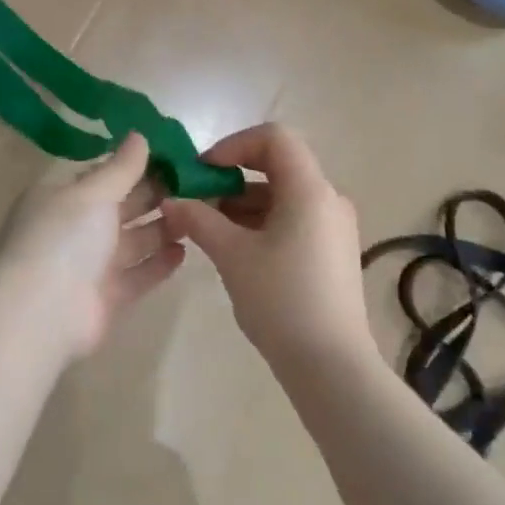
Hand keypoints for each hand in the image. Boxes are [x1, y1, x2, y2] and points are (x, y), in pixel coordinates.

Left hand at [0, 133, 186, 359]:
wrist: (41, 313)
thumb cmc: (63, 238)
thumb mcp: (93, 193)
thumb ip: (121, 167)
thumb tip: (140, 135)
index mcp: (63, 197)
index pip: (101, 174)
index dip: (134, 164)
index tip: (172, 155)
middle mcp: (76, 228)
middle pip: (121, 206)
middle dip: (154, 194)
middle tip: (194, 183)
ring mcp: (91, 265)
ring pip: (133, 240)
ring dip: (162, 227)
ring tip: (196, 213)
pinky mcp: (108, 297)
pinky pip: (139, 275)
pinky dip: (159, 263)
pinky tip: (184, 251)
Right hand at [160, 124, 370, 374]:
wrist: (332, 366)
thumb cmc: (281, 301)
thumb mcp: (232, 256)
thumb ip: (199, 220)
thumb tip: (171, 201)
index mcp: (310, 190)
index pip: (274, 137)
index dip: (234, 145)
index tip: (203, 171)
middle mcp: (328, 199)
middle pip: (278, 165)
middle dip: (232, 176)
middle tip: (197, 200)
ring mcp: (333, 226)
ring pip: (283, 195)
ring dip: (243, 202)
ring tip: (208, 228)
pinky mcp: (332, 251)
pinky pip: (293, 219)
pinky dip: (262, 222)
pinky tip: (235, 248)